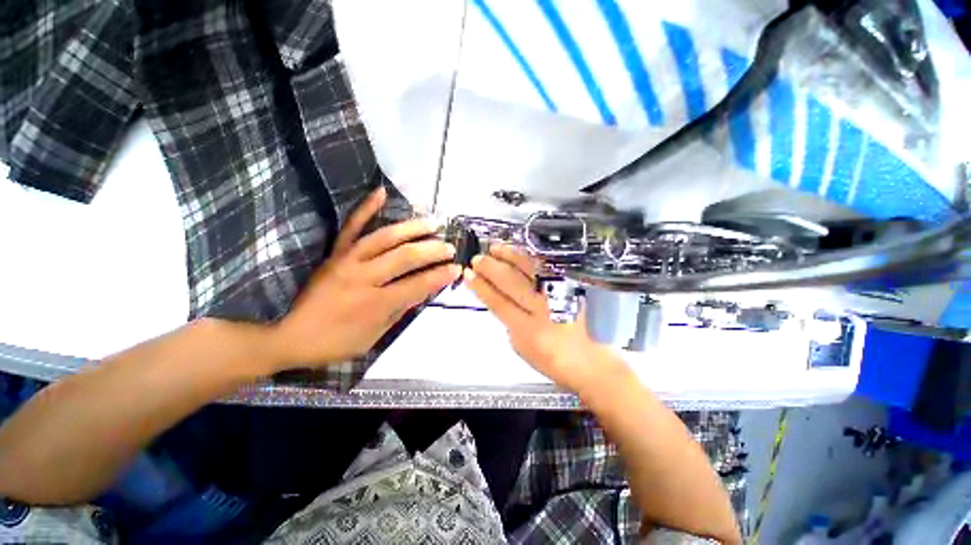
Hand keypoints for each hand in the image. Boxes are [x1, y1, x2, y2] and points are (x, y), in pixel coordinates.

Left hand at [269, 187, 460, 368]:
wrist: (287, 334)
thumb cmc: (334, 342)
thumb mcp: (373, 337)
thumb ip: (399, 311)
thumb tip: (423, 291)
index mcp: (375, 303)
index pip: (417, 285)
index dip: (440, 276)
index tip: (456, 269)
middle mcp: (363, 278)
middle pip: (405, 258)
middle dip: (432, 251)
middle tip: (449, 247)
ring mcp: (347, 260)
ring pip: (385, 238)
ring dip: (412, 228)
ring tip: (432, 222)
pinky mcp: (335, 253)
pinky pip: (351, 226)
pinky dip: (366, 208)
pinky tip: (381, 192)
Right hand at [464, 245, 617, 392]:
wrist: (586, 359)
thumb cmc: (549, 359)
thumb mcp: (520, 347)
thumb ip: (508, 322)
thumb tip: (499, 298)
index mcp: (526, 330)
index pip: (498, 302)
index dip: (481, 287)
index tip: (468, 275)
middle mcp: (541, 310)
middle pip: (512, 283)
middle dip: (491, 269)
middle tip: (478, 259)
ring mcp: (557, 296)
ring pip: (529, 271)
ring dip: (509, 257)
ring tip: (495, 248)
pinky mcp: (569, 288)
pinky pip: (546, 268)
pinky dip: (530, 258)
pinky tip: (519, 252)